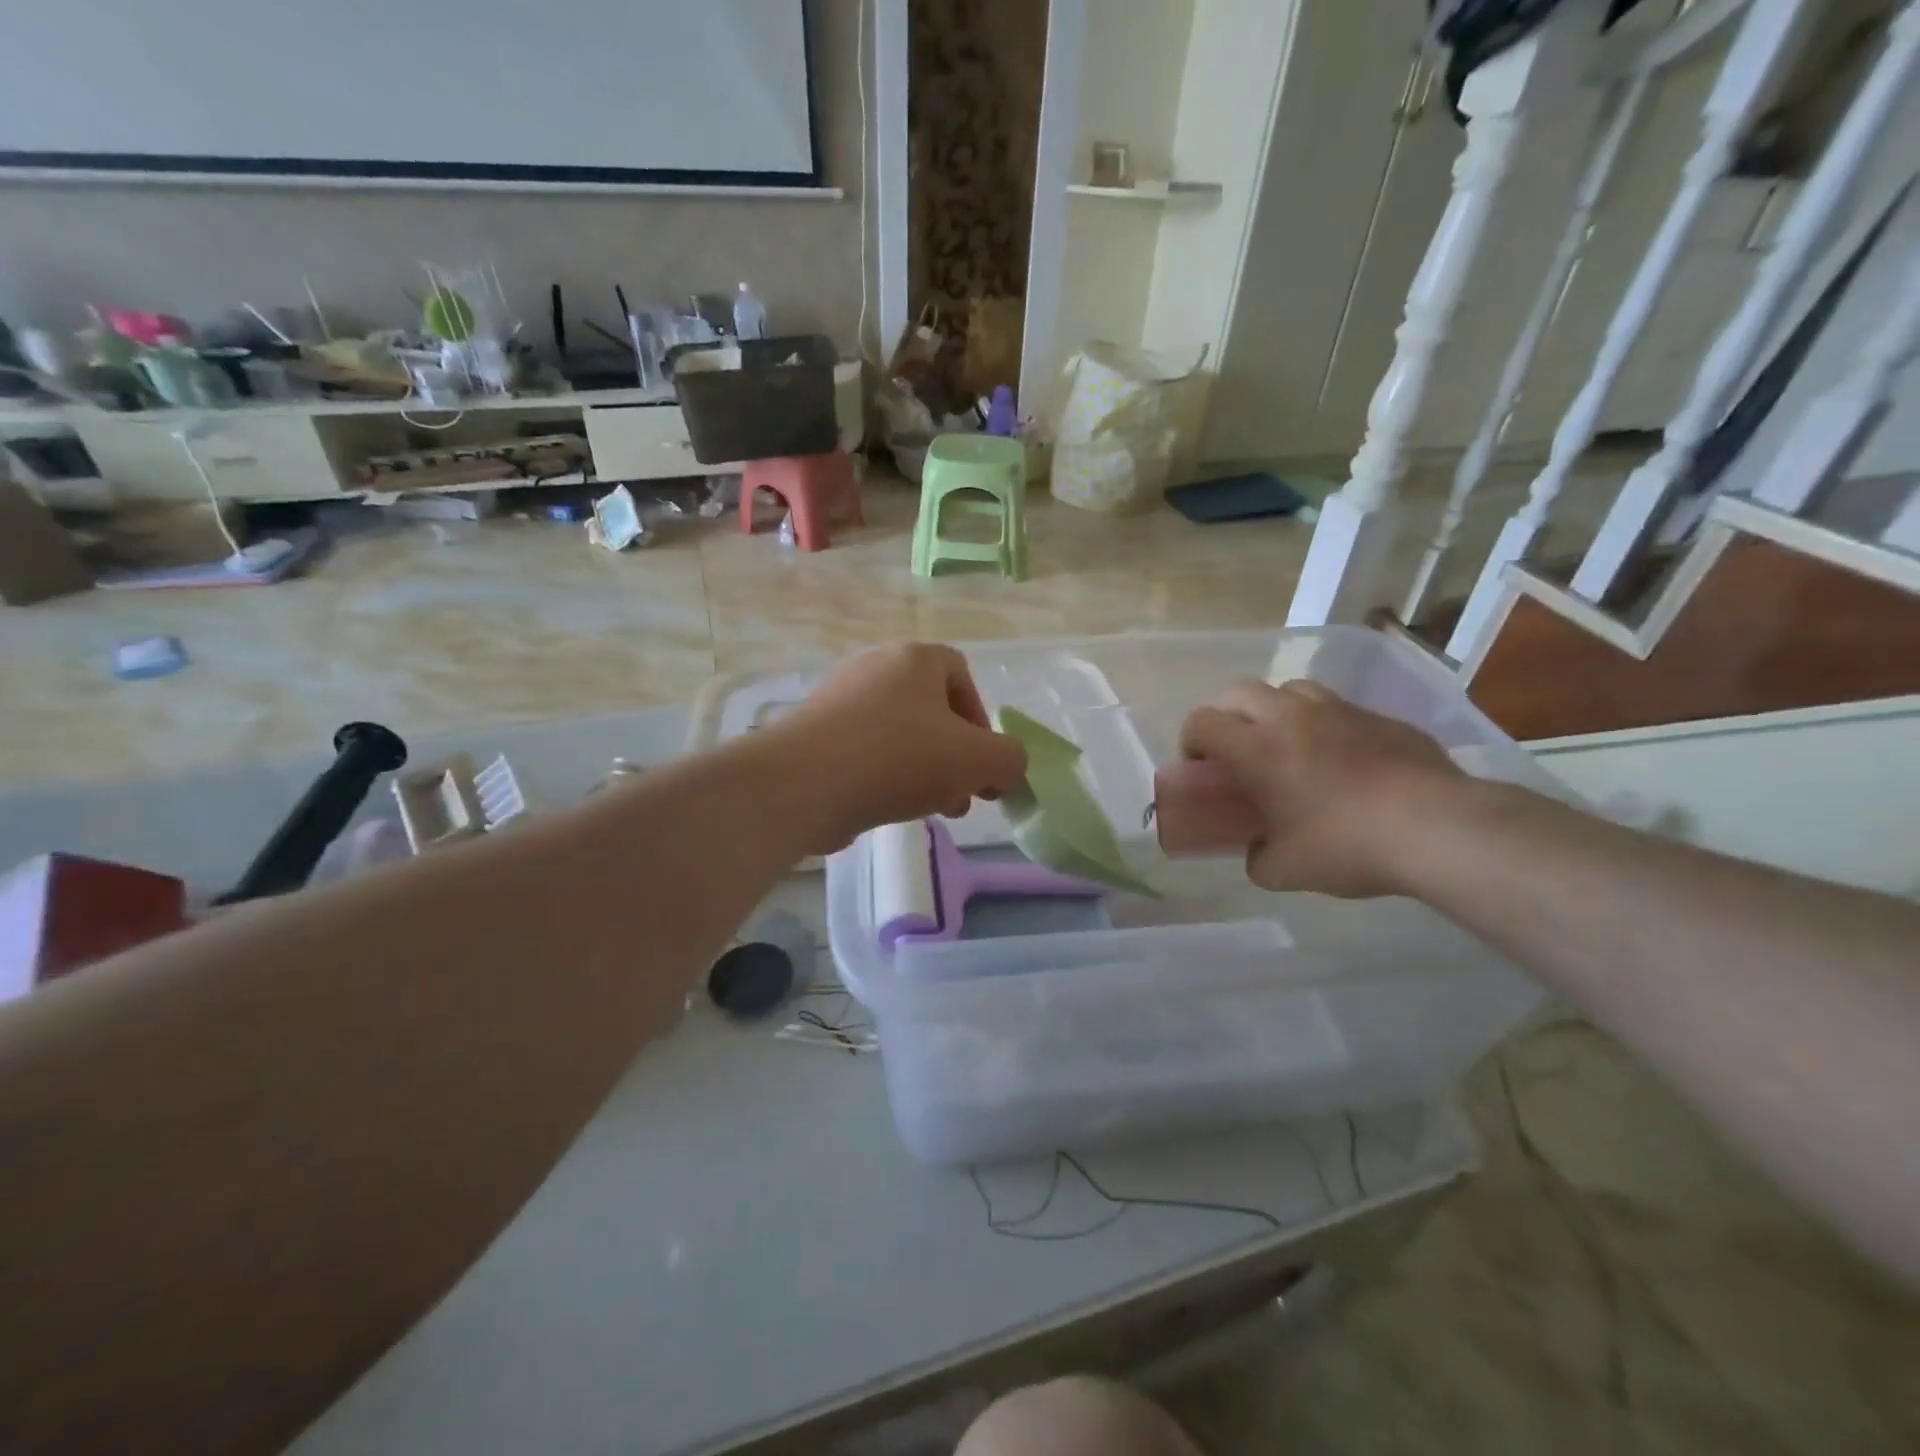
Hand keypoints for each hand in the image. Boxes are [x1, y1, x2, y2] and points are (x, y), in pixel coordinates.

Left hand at [768, 643, 1028, 852]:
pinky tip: (885, 806)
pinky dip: (882, 774)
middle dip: (954, 755)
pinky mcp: (813, 732)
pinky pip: (862, 749)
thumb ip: (1010, 760)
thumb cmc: (899, 758)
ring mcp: (838, 698)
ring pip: (897, 733)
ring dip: (922, 769)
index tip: (981, 763)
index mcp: (915, 659)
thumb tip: (1006, 770)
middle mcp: (875, 667)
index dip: (981, 719)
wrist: (803, 782)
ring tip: (928, 808)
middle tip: (962, 795)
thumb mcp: (978, 761)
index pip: (961, 674)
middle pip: (930, 708)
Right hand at [1177, 679, 1468, 897]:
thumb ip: (1257, 856)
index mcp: (1257, 748)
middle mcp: (1290, 717)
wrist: (1437, 828)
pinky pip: (1337, 709)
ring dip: (1275, 712)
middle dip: (1228, 718)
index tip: (1202, 771)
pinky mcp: (1380, 717)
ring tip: (1288, 748)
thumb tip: (1257, 851)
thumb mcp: (1284, 871)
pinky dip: (1324, 725)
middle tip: (1239, 754)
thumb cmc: (1347, 846)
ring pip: (1289, 690)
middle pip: (1239, 693)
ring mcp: (1339, 710)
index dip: (1191, 743)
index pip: (1201, 722)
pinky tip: (1343, 761)